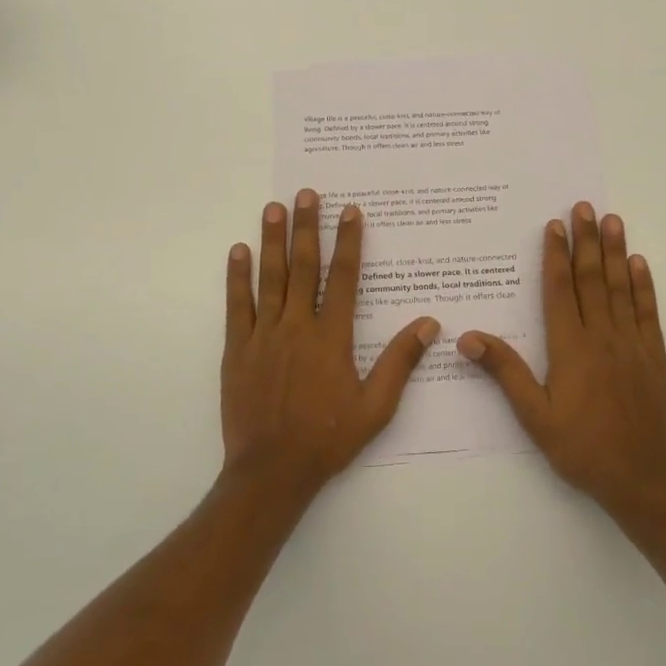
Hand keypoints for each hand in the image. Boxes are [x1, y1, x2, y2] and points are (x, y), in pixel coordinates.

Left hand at [221, 189, 438, 495]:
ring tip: (273, 208)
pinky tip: (238, 251)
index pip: (342, 277)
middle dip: (306, 227)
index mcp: (331, 337)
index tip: (349, 211)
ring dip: (271, 240)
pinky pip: (237, 305)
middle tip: (306, 194)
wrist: (271, 471)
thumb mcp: (376, 407)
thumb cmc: (328, 439)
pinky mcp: (236, 350)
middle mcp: (297, 326)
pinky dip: (237, 277)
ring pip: (269, 278)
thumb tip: (429, 324)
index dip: (347, 241)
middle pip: (303, 266)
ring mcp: (263, 336)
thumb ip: (400, 362)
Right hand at [458, 203, 665, 516]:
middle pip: (591, 279)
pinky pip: (648, 312)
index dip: (556, 255)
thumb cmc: (581, 447)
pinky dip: (643, 285)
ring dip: (616, 252)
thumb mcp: (534, 416)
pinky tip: (640, 263)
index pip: (559, 290)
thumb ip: (505, 372)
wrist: (642, 478)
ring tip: (613, 220)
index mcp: (570, 347)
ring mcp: (632, 344)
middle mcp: (602, 336)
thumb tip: (468, 337)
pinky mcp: (655, 356)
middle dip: (586, 240)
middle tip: (585, 207)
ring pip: (621, 288)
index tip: (555, 225)